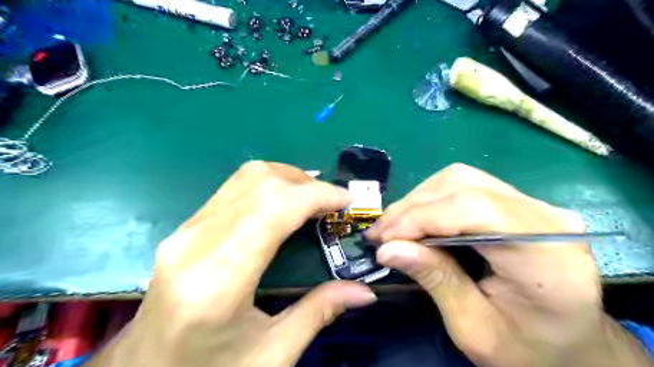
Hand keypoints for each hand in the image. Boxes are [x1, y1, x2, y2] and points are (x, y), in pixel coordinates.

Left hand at [87, 162, 375, 366]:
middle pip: (259, 184)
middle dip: (305, 183)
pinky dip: (267, 186)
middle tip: (333, 201)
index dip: (315, 195)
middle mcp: (195, 245)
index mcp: (217, 282)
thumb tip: (365, 292)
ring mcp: (184, 232)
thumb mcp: (272, 355)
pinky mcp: (185, 229)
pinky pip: (233, 189)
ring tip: (314, 196)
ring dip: (287, 178)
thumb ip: (319, 313)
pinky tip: (285, 202)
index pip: (272, 211)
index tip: (345, 200)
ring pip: (244, 178)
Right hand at [366, 163, 650, 366]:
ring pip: (461, 180)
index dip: (421, 217)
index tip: (384, 238)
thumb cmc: (528, 349)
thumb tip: (388, 249)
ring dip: (419, 200)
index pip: (472, 210)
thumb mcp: (474, 328)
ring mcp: (534, 205)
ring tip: (395, 227)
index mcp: (546, 256)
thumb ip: (435, 280)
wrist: (571, 344)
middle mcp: (545, 217)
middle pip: (464, 186)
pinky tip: (417, 219)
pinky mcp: (519, 204)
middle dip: (413, 207)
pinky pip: (467, 186)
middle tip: (382, 233)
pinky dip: (433, 200)